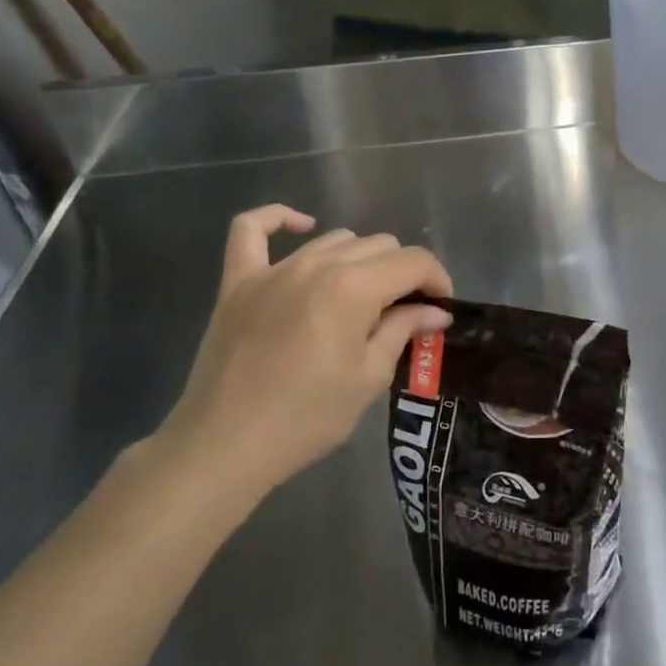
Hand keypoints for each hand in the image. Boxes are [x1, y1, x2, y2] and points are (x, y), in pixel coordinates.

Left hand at [156, 205, 452, 498]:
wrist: (225, 445)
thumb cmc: (308, 416)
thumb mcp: (370, 376)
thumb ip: (404, 330)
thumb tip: (435, 311)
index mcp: (354, 287)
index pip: (413, 261)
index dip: (437, 279)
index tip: (441, 307)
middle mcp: (317, 264)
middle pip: (379, 245)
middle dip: (403, 273)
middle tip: (404, 311)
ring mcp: (273, 269)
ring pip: (335, 239)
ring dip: (360, 260)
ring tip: (362, 296)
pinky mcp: (238, 281)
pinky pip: (251, 229)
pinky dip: (279, 220)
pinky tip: (301, 225)